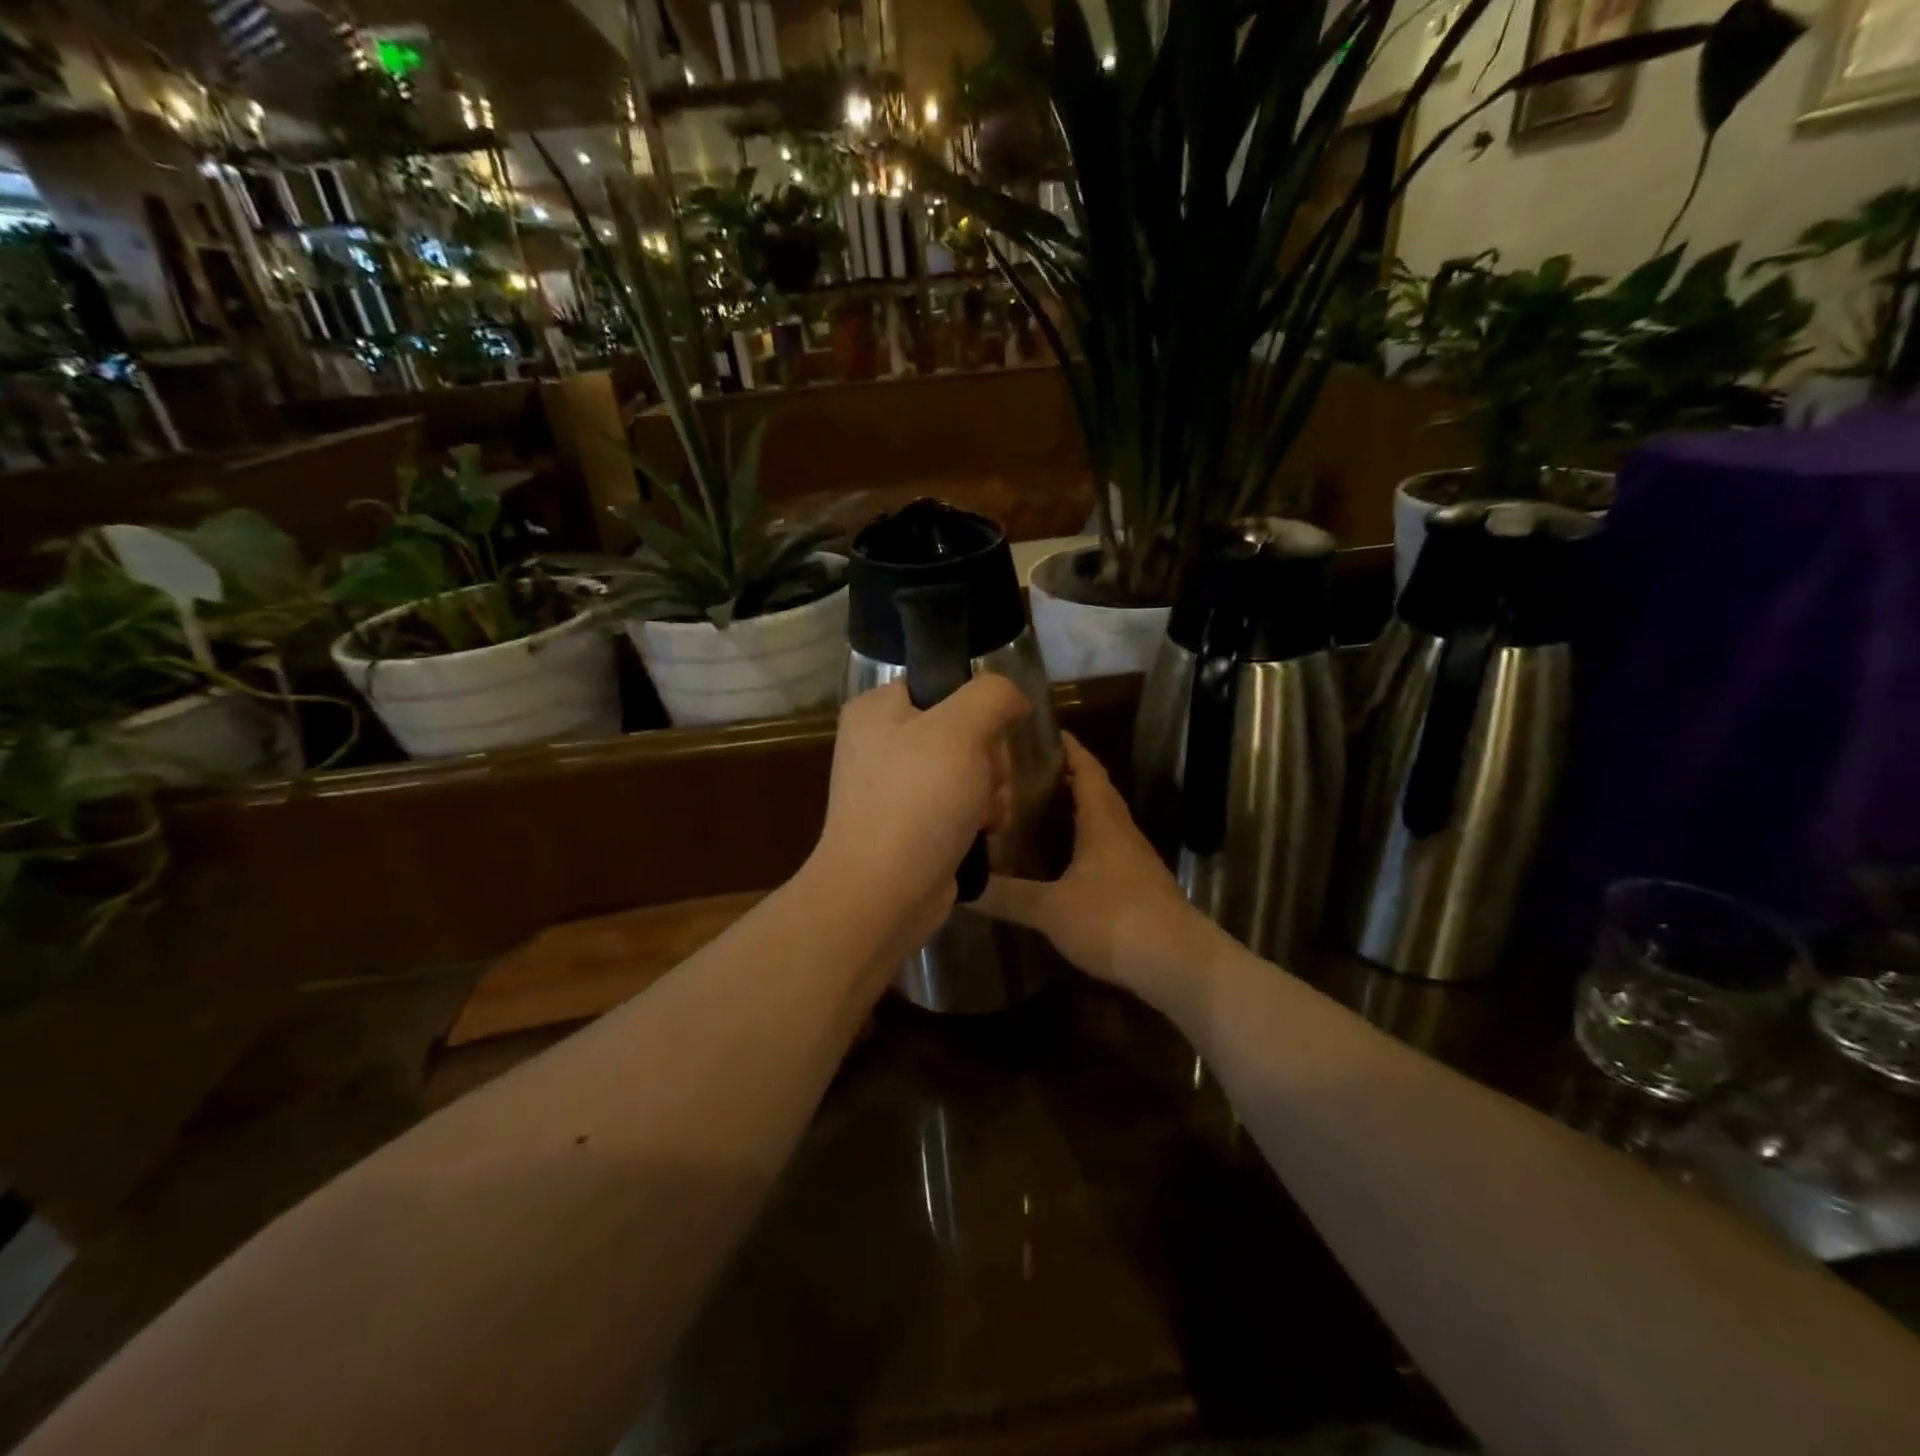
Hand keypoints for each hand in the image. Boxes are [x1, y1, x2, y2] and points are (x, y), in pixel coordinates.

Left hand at [809, 677, 1028, 941]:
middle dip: (990, 759)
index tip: (989, 735)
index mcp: (878, 710)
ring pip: (970, 770)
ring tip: (985, 815)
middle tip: (986, 781)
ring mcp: (896, 788)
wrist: (882, 894)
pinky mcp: (912, 826)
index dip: (977, 708)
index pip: (942, 685)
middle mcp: (882, 744)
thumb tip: (1011, 697)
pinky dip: (979, 817)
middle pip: (964, 730)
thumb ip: (992, 695)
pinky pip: (960, 805)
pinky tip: (984, 832)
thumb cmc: (918, 800)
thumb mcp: (961, 729)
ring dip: (991, 790)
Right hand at [977, 734, 1226, 1007]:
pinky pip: (1109, 850)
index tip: (1047, 731)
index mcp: (1103, 822)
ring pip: (1105, 822)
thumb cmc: (1113, 919)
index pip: (1088, 770)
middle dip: (1069, 777)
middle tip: (1030, 772)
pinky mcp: (1141, 887)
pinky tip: (1067, 860)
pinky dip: (1087, 842)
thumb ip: (1008, 896)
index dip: (1071, 748)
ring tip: (1041, 810)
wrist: (1178, 963)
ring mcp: (1136, 860)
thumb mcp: (1051, 909)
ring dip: (1079, 811)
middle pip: (1098, 793)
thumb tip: (963, 886)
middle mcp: (1122, 832)